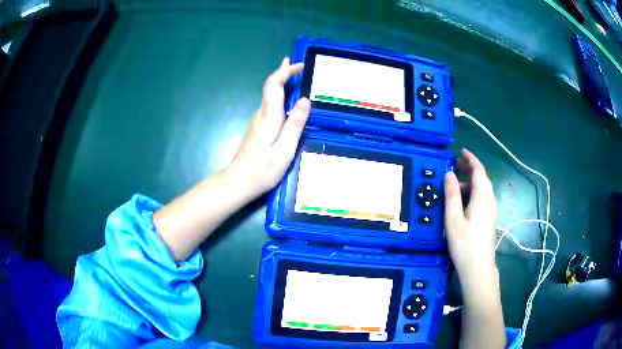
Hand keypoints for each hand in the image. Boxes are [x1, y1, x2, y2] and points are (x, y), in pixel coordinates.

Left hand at [231, 57, 309, 196]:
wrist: (239, 181)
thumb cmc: (263, 168)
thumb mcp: (285, 148)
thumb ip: (295, 124)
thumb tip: (304, 100)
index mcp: (269, 115)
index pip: (274, 85)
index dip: (285, 71)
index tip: (299, 66)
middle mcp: (261, 114)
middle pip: (270, 87)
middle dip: (283, 73)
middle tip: (294, 62)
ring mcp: (257, 121)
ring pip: (270, 95)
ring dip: (281, 83)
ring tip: (292, 75)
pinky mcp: (258, 128)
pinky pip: (270, 105)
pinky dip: (279, 96)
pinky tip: (286, 100)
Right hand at [444, 148, 497, 280]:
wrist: (479, 268)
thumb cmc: (464, 244)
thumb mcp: (453, 219)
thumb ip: (452, 195)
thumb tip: (449, 174)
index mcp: (482, 197)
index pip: (479, 170)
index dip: (471, 159)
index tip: (461, 151)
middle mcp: (490, 200)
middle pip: (483, 177)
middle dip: (470, 168)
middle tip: (455, 164)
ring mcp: (492, 209)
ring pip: (484, 187)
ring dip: (472, 180)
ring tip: (456, 181)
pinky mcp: (490, 218)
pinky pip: (484, 197)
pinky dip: (474, 190)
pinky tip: (464, 199)